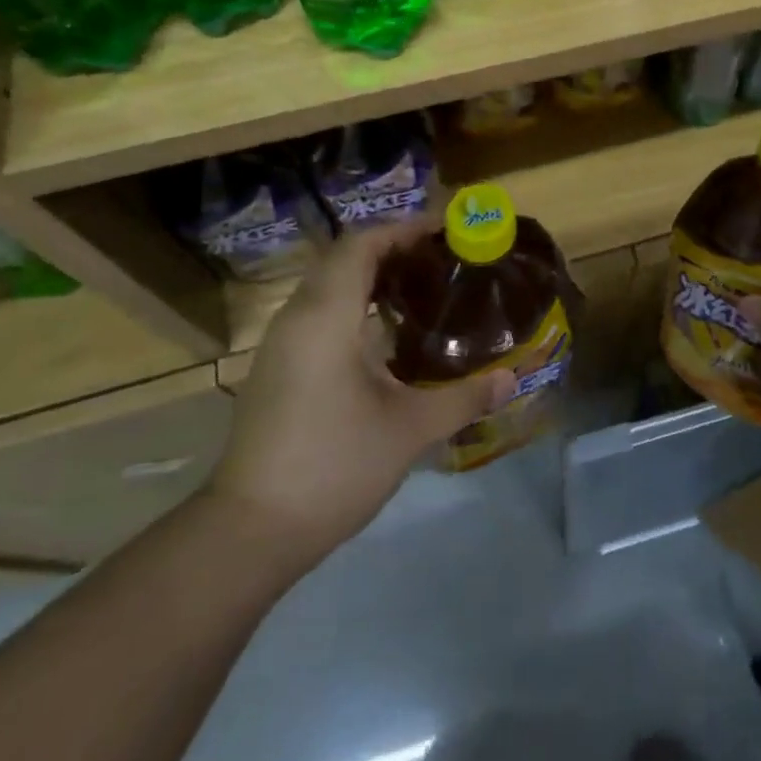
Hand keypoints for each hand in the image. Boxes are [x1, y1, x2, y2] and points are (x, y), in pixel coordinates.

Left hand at [207, 220, 513, 567]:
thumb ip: (463, 398)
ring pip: (328, 284)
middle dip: (393, 248)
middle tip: (442, 257)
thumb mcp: (408, 430)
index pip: (361, 244)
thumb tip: (512, 379)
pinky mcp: (277, 367)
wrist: (248, 532)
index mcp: (325, 316)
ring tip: (421, 286)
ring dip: (371, 275)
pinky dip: (354, 302)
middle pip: (344, 258)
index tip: (446, 230)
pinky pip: (318, 311)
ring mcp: (281, 343)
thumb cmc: (332, 465)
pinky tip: (386, 332)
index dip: (403, 228)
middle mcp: (298, 317)